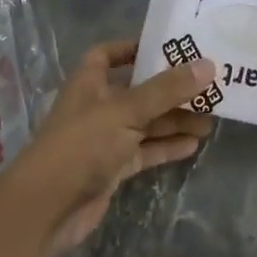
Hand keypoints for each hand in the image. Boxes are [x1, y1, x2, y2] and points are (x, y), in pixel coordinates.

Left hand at [0, 40, 214, 256]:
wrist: (46, 210)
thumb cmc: (81, 145)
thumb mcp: (126, 111)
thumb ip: (167, 90)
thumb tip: (209, 65)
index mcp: (89, 82)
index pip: (108, 54)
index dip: (134, 48)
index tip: (168, 46)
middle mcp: (97, 106)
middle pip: (138, 90)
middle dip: (170, 89)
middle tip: (207, 87)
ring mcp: (105, 139)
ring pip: (145, 122)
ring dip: (174, 119)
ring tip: (211, 118)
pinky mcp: (113, 168)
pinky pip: (145, 151)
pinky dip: (166, 146)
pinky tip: (194, 144)